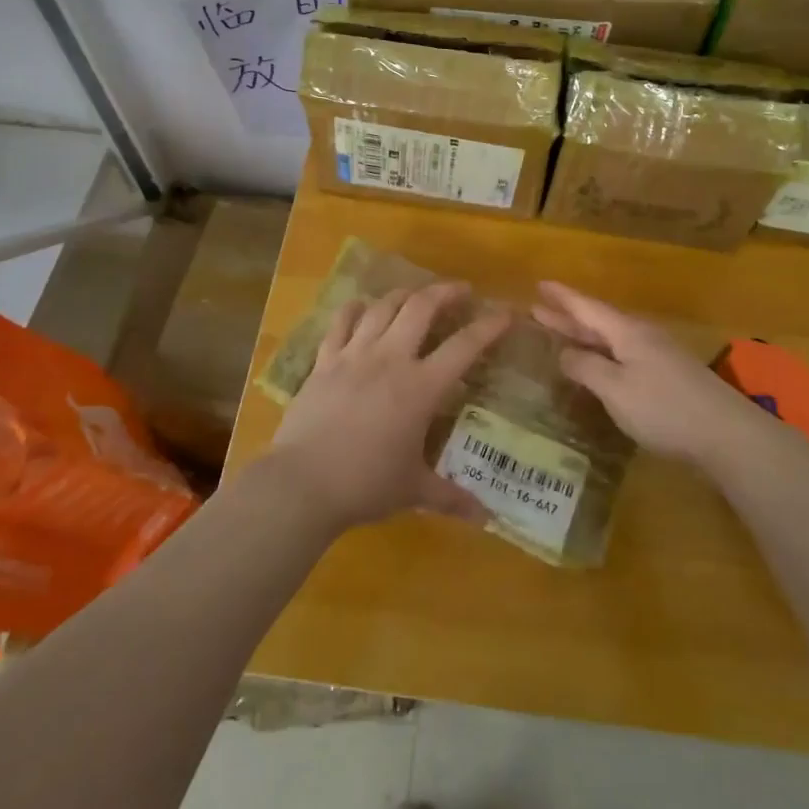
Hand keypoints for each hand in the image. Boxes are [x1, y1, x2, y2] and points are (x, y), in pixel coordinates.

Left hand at [267, 281, 509, 532]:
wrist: (303, 483)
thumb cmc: (365, 485)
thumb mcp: (413, 490)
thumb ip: (451, 497)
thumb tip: (485, 517)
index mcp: (421, 388)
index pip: (464, 347)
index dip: (488, 327)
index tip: (505, 313)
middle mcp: (390, 359)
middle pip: (421, 307)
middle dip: (445, 292)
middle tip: (461, 291)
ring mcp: (354, 355)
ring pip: (382, 307)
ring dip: (404, 295)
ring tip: (416, 295)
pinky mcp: (324, 361)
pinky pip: (341, 321)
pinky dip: (355, 308)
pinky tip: (362, 306)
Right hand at [532, 281, 756, 467]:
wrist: (728, 435)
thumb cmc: (664, 409)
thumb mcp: (616, 389)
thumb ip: (587, 368)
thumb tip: (564, 353)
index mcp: (627, 333)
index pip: (587, 308)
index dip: (563, 297)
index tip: (540, 284)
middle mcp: (642, 337)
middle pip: (599, 321)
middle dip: (568, 316)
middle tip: (539, 308)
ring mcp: (659, 356)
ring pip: (612, 339)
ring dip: (585, 335)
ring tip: (562, 334)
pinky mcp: (668, 377)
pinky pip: (625, 355)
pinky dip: (603, 354)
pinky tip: (600, 365)